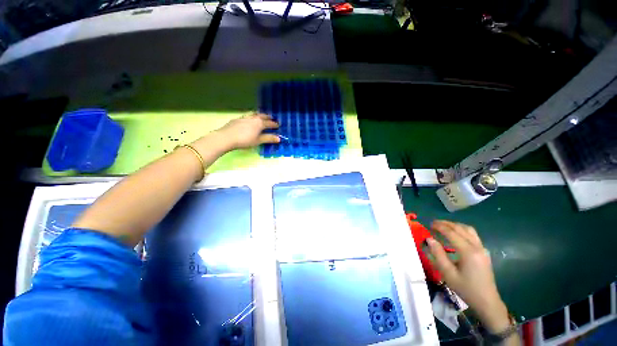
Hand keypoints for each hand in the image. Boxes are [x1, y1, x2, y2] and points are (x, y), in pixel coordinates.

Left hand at [215, 113, 279, 149]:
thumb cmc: (245, 140)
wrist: (226, 137)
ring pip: (254, 114)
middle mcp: (253, 118)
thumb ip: (269, 138)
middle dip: (268, 117)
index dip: (274, 124)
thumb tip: (279, 138)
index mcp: (260, 123)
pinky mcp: (237, 119)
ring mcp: (244, 117)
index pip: (269, 123)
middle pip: (262, 116)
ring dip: (259, 115)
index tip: (278, 125)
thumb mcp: (258, 141)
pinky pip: (247, 116)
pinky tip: (248, 119)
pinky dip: (251, 117)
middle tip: (271, 118)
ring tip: (261, 116)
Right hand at [426, 220, 509, 332]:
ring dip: (455, 225)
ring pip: (468, 229)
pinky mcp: (484, 252)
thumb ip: (438, 254)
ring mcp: (482, 249)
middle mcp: (477, 247)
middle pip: (461, 228)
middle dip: (446, 224)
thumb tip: (429, 239)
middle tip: (434, 224)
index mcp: (468, 252)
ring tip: (444, 227)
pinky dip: (462, 230)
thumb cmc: (465, 288)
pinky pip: (473, 235)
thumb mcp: (448, 273)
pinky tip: (456, 234)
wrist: (486, 301)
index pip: (452, 233)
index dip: (439, 227)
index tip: (429, 224)